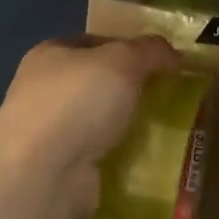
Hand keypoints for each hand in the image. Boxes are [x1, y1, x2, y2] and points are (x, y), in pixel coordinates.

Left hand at [0, 34, 181, 218]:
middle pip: (100, 83)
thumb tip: (175, 54)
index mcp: (50, 55)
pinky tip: (150, 159)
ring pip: (102, 121)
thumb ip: (150, 51)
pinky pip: (102, 156)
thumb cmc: (77, 102)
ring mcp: (52, 134)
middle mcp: (45, 91)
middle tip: (171, 95)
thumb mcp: (122, 61)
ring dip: (129, 125)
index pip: (95, 42)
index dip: (129, 47)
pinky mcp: (62, 169)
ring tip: (168, 129)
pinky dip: (122, 158)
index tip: (162, 60)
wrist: (43, 176)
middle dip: (133, 89)